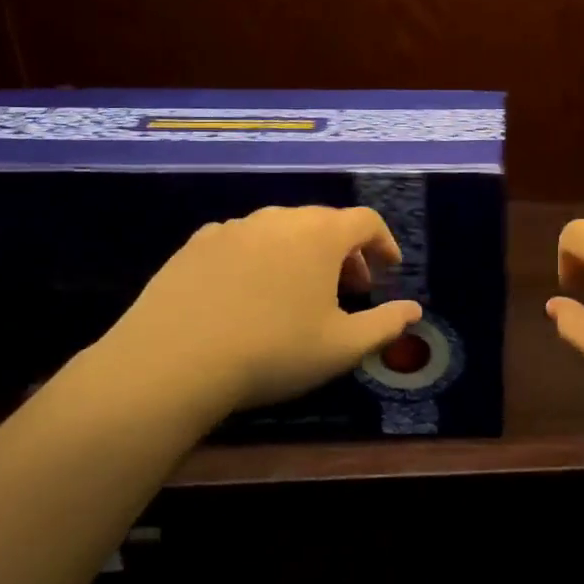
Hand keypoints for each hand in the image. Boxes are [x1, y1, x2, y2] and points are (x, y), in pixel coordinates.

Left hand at [87, 206, 421, 425]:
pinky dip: (260, 256)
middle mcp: (280, 219)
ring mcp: (233, 228)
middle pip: (325, 222)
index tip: (389, 268)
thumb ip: (386, 324)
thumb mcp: (342, 347)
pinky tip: (250, 291)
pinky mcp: (195, 245)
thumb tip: (414, 310)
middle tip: (350, 286)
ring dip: (302, 252)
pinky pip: (242, 240)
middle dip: (345, 251)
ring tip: (300, 290)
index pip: (366, 221)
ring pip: (282, 229)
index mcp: (321, 235)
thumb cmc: (272, 352)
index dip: (383, 242)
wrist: (169, 364)